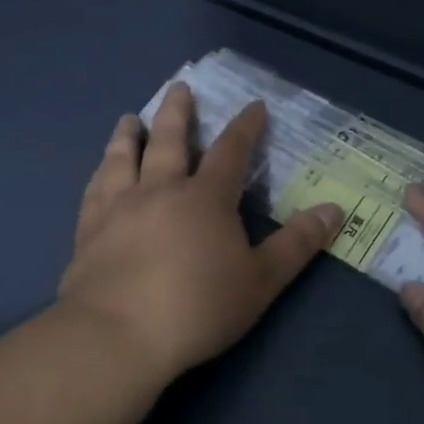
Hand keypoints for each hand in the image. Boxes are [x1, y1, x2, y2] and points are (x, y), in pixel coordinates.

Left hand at [56, 83, 343, 384]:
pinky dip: (100, 173)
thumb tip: (334, 209)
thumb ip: (297, 243)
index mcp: (205, 198)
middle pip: (170, 140)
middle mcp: (161, 190)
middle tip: (179, 87)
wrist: (117, 337)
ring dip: (130, 135)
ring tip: (131, 118)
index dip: (246, 127)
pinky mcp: (89, 231)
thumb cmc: (198, 307)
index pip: (231, 151)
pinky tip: (99, 171)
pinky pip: (95, 190)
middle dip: (178, 112)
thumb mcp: (261, 280)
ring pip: (124, 158)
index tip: (255, 105)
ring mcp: (119, 208)